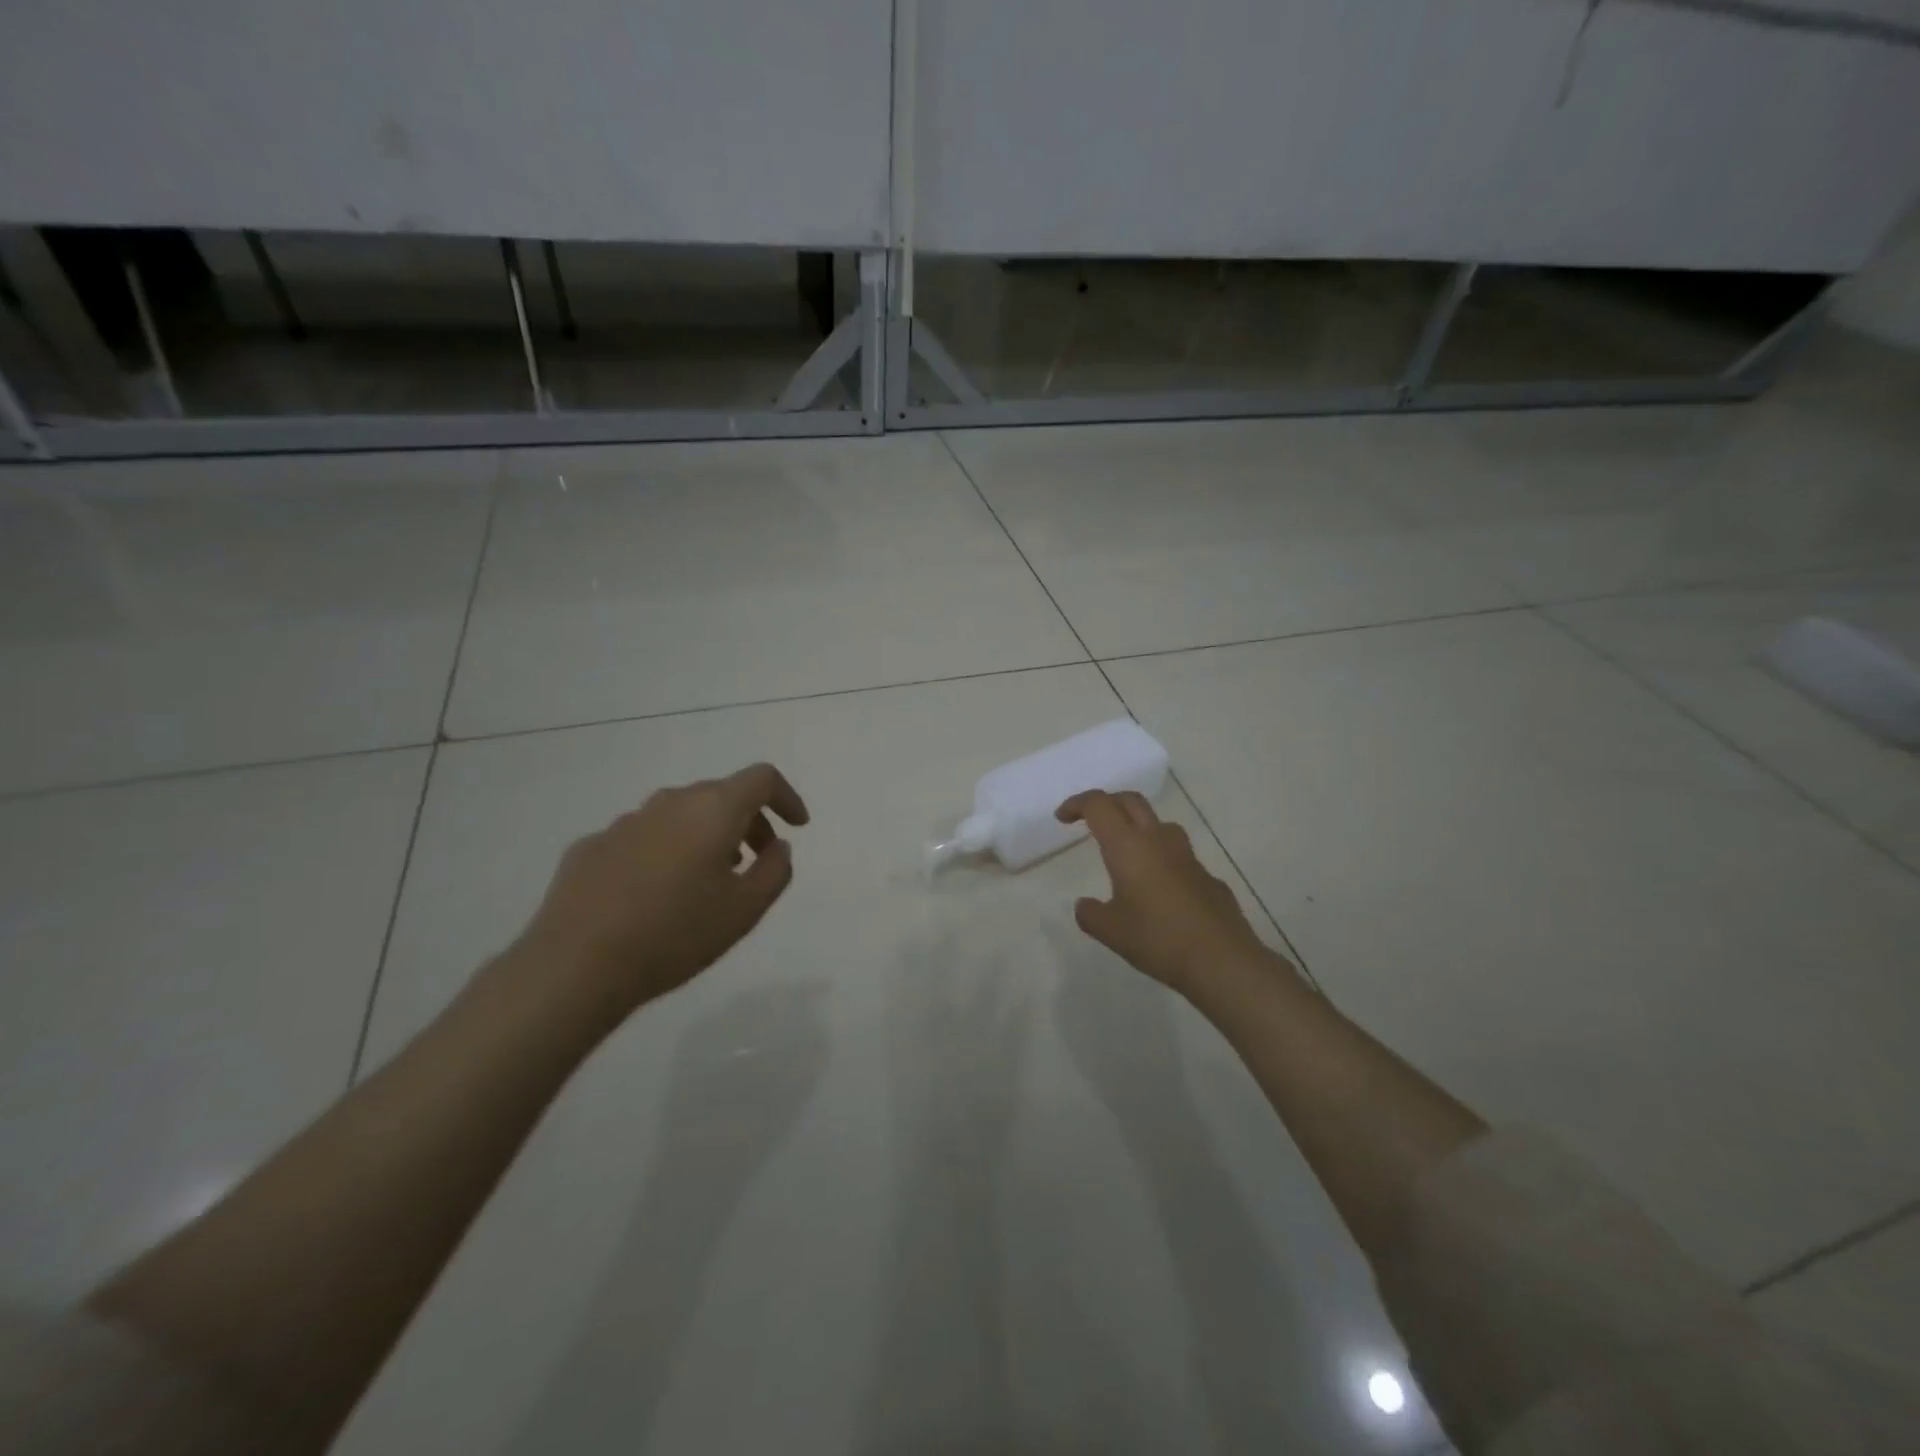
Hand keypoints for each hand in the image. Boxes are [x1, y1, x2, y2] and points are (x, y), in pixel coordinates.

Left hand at [513, 763, 809, 1026]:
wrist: (575, 965)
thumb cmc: (675, 934)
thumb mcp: (745, 910)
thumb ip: (775, 871)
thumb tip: (777, 847)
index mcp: (712, 810)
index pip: (761, 778)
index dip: (786, 797)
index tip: (797, 826)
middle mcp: (669, 803)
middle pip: (720, 795)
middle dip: (748, 821)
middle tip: (756, 860)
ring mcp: (625, 822)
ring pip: (680, 815)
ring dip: (704, 836)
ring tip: (707, 880)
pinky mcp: (591, 846)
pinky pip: (643, 838)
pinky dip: (663, 852)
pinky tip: (654, 895)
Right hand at [1057, 790, 1276, 998]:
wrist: (1221, 959)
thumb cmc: (1158, 939)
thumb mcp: (1111, 931)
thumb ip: (1091, 914)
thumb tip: (1084, 905)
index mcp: (1128, 846)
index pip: (1099, 805)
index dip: (1077, 804)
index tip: (1063, 818)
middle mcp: (1158, 840)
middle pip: (1130, 801)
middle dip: (1107, 803)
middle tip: (1090, 821)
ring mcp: (1187, 856)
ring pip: (1158, 824)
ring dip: (1137, 826)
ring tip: (1126, 851)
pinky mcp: (1207, 876)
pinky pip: (1178, 854)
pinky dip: (1161, 858)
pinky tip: (1158, 889)